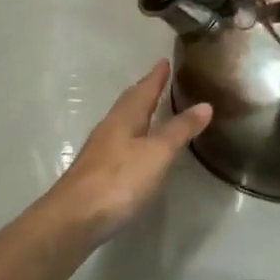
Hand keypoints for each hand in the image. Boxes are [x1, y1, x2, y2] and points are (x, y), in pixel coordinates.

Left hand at [41, 60, 210, 243]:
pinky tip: (137, 147)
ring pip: (122, 122)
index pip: (144, 89)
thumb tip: (205, 105)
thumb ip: (179, 129)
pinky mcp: (96, 172)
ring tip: (152, 110)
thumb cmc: (119, 179)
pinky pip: (119, 141)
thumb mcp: (157, 153)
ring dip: (137, 112)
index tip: (165, 60)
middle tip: (160, 80)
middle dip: (145, 90)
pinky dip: (133, 135)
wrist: (74, 219)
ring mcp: (100, 150)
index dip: (156, 76)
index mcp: (125, 117)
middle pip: (129, 103)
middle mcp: (110, 128)